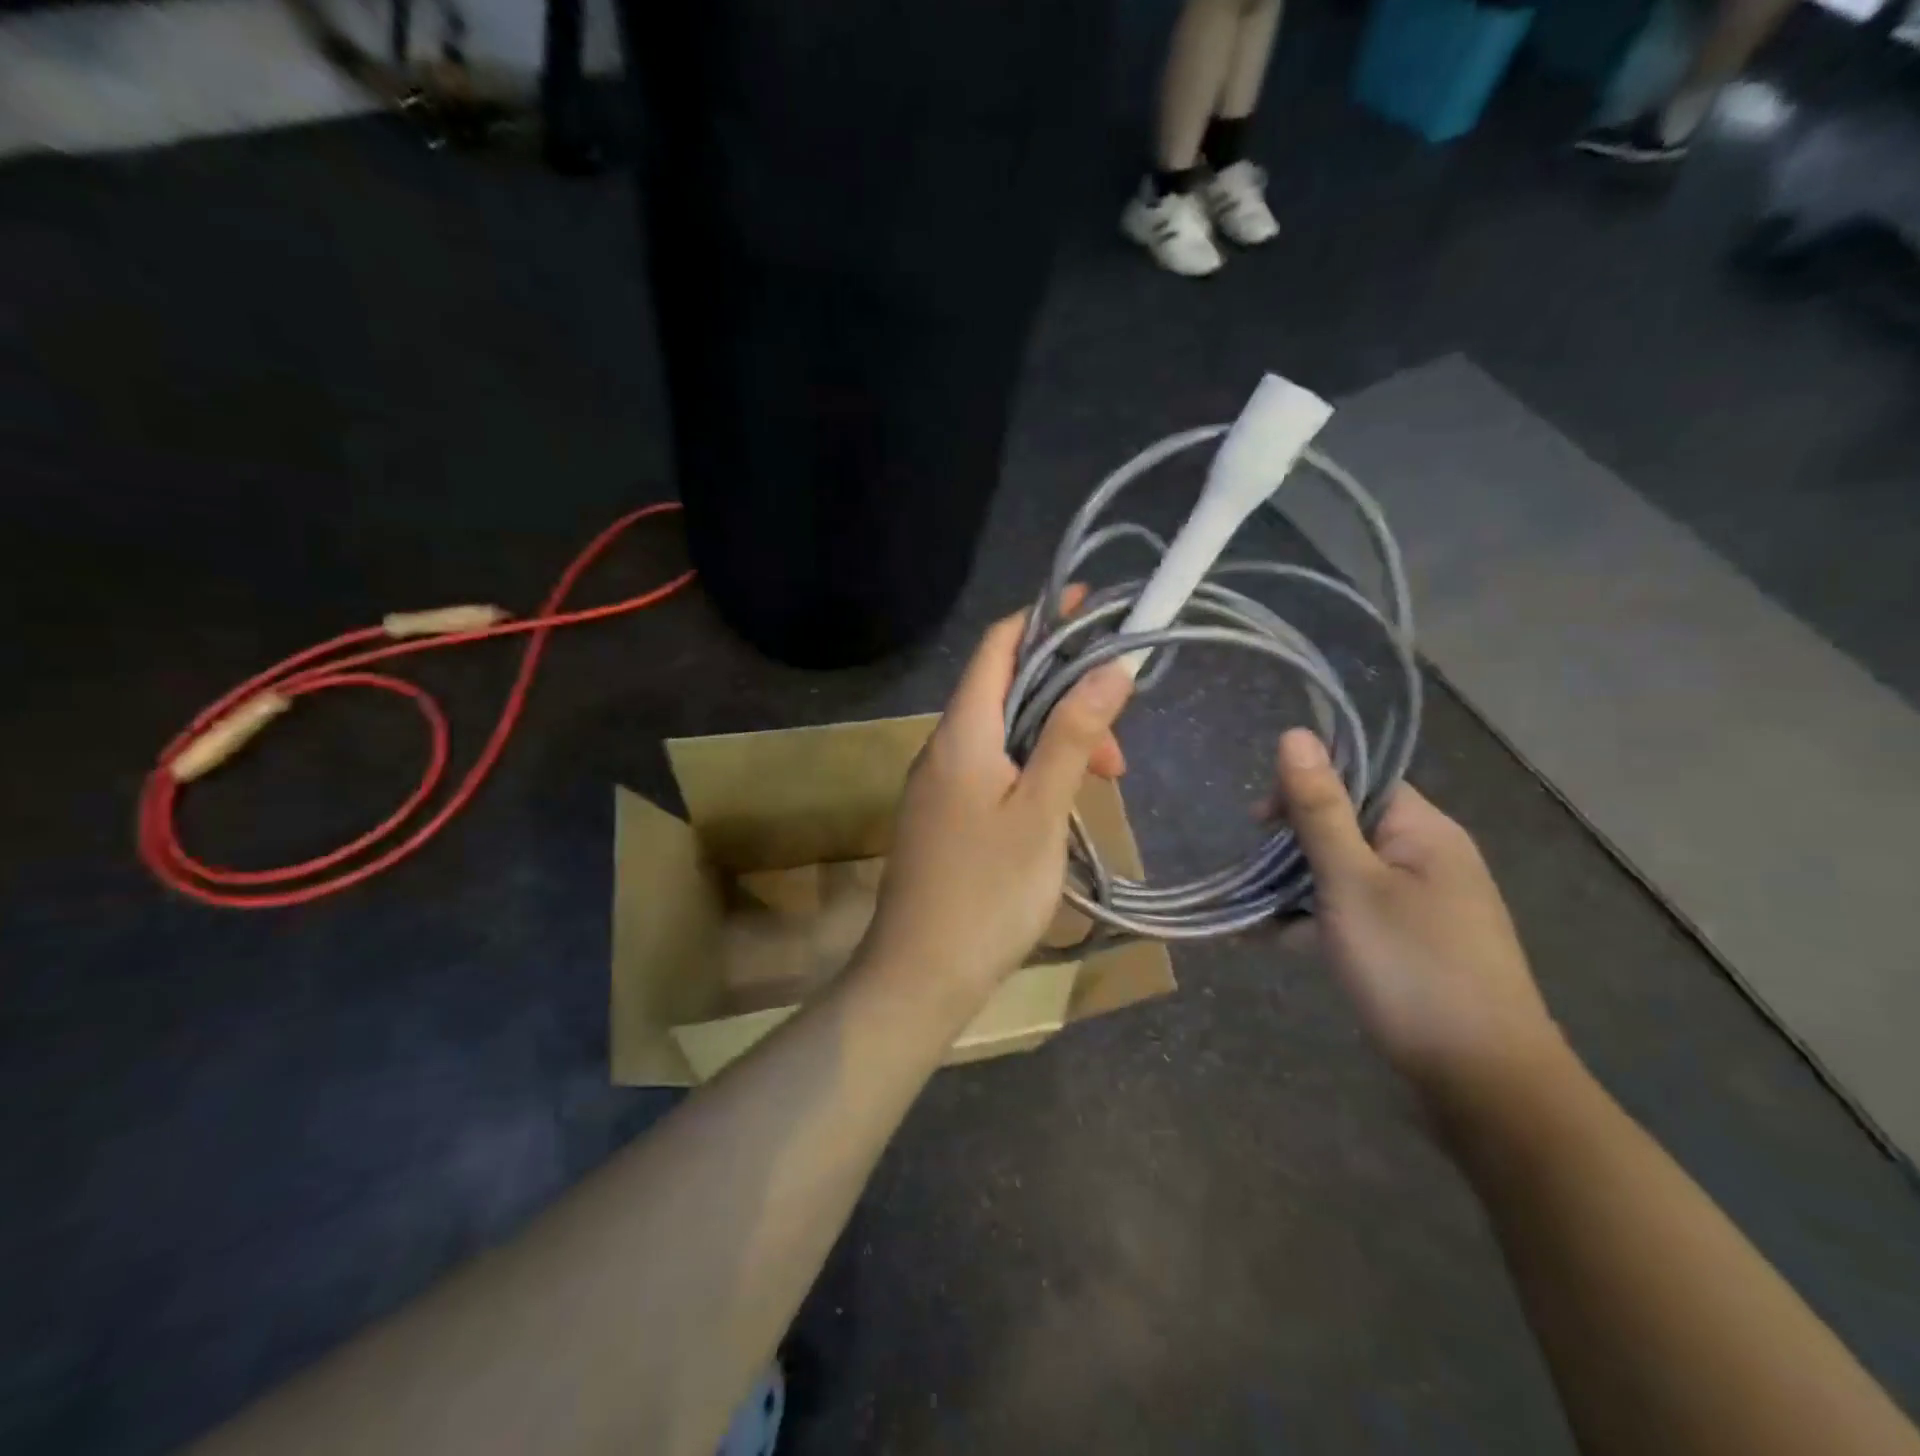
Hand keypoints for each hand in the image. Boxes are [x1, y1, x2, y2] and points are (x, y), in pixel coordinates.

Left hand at [860, 601, 1131, 1008]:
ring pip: (1004, 734)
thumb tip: (1109, 666)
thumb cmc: (988, 893)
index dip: (1041, 619)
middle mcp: (942, 746)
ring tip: (1104, 782)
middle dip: (1066, 697)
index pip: (998, 647)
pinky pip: (993, 768)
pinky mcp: (944, 815)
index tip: (1091, 609)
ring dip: (1056, 740)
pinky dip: (1033, 769)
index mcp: (961, 733)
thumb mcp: (1040, 809)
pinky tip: (1062, 803)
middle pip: (1007, 691)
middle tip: (1117, 744)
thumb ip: (1072, 735)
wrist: (921, 974)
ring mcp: (939, 783)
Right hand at [1274, 729, 1563, 1097]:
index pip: (1358, 781)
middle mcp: (1428, 859)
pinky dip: (1316, 921)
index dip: (1305, 790)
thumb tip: (1295, 733)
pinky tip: (1276, 940)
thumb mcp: (1350, 882)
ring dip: (1298, 886)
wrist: (1482, 1082)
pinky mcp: (1412, 945)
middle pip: (1347, 826)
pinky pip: (1354, 913)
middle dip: (1294, 845)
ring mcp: (1423, 906)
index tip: (1260, 824)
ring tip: (1255, 914)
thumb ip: (1318, 809)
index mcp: (1423, 832)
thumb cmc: (1411, 967)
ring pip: (1344, 874)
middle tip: (1255, 875)